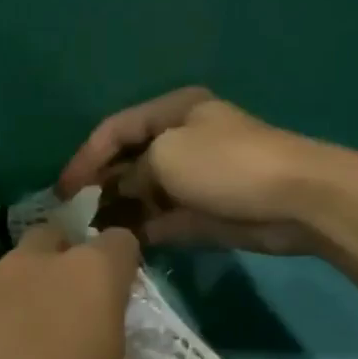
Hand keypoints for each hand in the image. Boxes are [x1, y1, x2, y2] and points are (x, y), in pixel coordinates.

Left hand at [0, 224, 156, 358]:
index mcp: (88, 277)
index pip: (119, 243)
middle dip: (65, 267)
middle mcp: (28, 266)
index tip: (123, 303)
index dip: (126, 268)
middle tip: (70, 319)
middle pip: (53, 242)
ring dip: (18, 300)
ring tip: (16, 352)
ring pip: (5, 276)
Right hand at [57, 88, 330, 254]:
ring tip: (88, 235)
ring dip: (117, 212)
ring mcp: (191, 179)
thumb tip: (121, 191)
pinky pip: (160, 220)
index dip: (85, 157)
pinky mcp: (201, 213)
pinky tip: (117, 245)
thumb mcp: (166, 155)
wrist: (294, 199)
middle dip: (99, 187)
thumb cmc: (226, 164)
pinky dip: (140, 230)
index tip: (62, 190)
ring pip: (142, 195)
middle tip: (72, 217)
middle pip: (127, 163)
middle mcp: (180, 141)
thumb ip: (132, 173)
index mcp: (172, 113)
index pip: (115, 129)